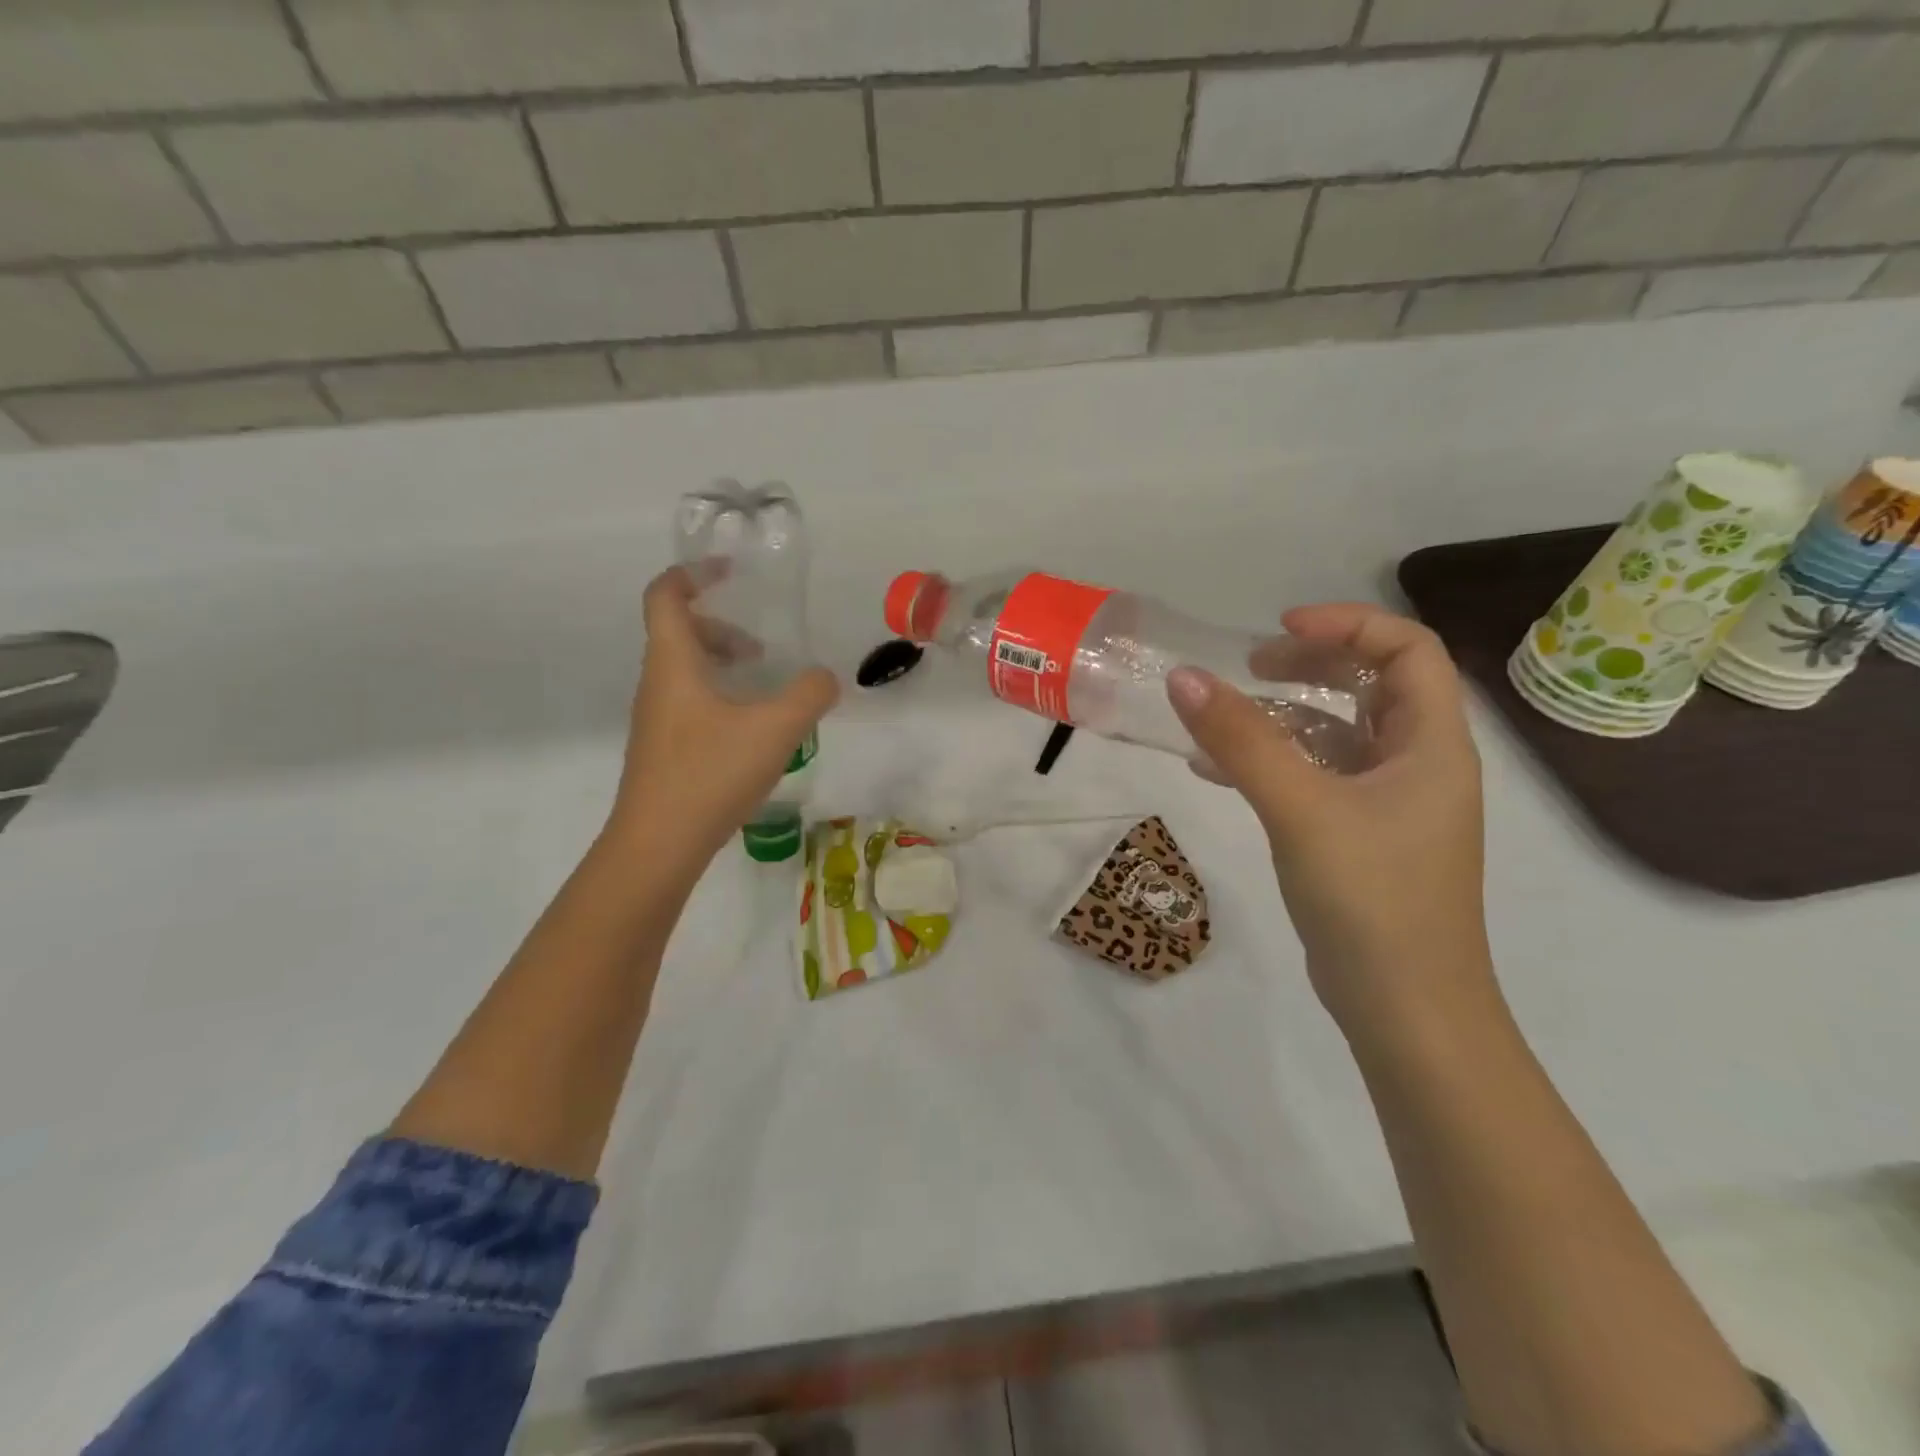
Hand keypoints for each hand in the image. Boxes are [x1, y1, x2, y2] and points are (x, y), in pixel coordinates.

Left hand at [607, 567, 837, 870]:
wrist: (658, 845)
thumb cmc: (710, 773)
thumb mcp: (776, 729)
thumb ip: (809, 695)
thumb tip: (824, 678)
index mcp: (673, 662)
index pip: (665, 595)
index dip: (693, 574)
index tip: (730, 572)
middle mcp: (657, 683)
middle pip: (678, 632)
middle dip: (722, 627)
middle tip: (762, 647)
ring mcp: (656, 719)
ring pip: (685, 671)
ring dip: (722, 665)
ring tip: (765, 689)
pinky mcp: (663, 749)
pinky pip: (689, 702)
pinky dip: (719, 696)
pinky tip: (752, 731)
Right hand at [1168, 604, 1496, 1043]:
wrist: (1405, 1009)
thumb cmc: (1370, 898)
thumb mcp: (1300, 808)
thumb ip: (1242, 740)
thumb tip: (1183, 677)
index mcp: (1432, 744)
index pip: (1408, 650)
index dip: (1347, 625)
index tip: (1278, 629)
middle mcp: (1418, 764)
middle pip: (1371, 684)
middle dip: (1309, 664)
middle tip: (1249, 666)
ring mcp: (1389, 803)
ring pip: (1336, 733)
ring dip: (1281, 717)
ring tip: (1218, 720)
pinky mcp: (1360, 836)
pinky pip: (1315, 777)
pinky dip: (1272, 764)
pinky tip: (1215, 774)